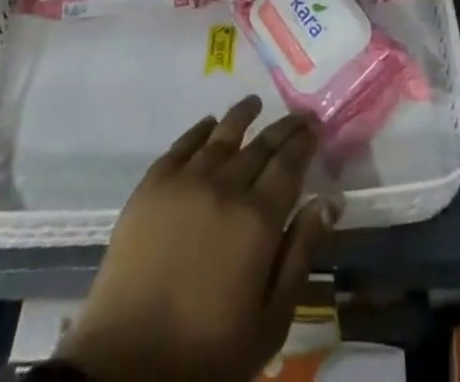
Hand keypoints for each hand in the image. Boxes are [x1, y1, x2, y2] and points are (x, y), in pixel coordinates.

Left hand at [57, 96, 338, 381]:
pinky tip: (209, 125)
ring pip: (222, 135)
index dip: (304, 142)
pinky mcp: (152, 184)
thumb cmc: (209, 352)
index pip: (289, 164)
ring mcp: (185, 180)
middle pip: (260, 145)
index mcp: (258, 219)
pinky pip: (182, 145)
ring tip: (254, 103)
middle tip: (297, 116)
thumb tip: (330, 200)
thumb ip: (301, 253)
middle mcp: (225, 186)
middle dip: (283, 128)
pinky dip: (200, 130)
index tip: (314, 127)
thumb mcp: (270, 320)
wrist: (129, 364)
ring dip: (242, 116)